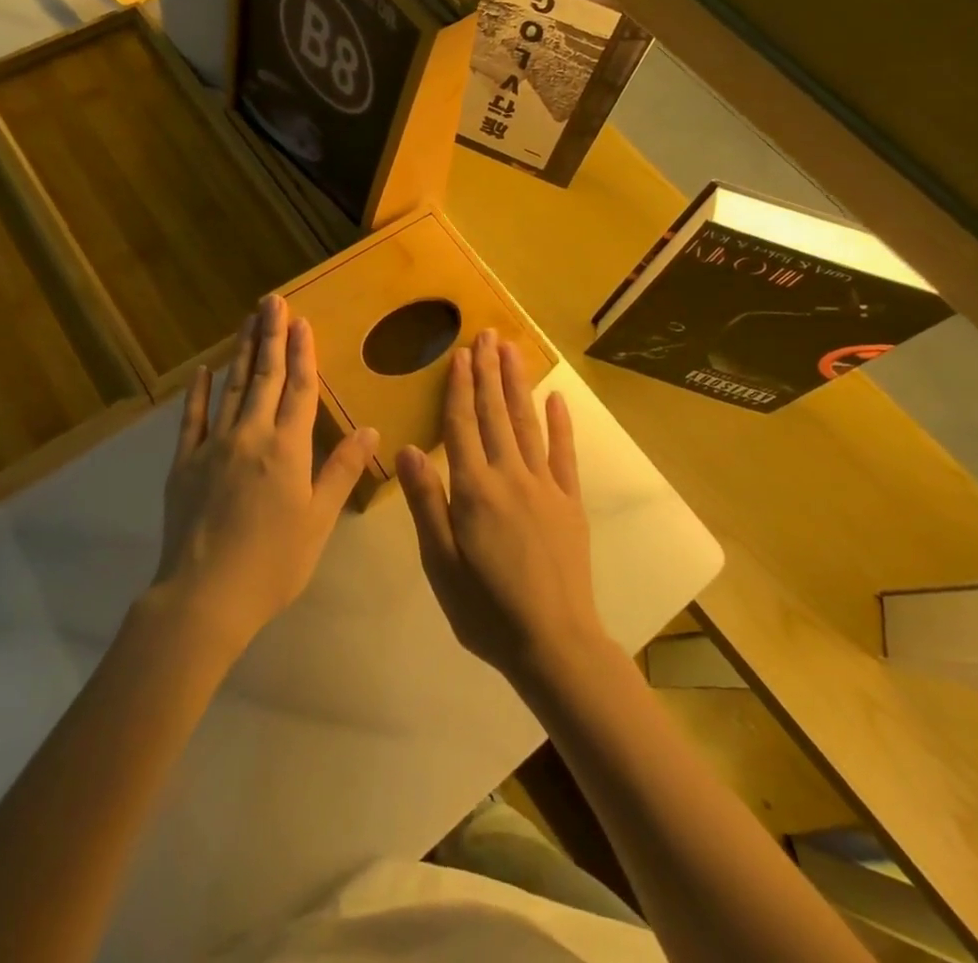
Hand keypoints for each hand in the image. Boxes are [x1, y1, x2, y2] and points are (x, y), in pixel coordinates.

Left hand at [152, 293, 379, 653]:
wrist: (205, 595)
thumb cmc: (273, 563)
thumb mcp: (318, 520)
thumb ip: (341, 470)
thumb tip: (371, 428)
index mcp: (287, 449)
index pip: (298, 389)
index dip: (301, 353)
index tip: (301, 321)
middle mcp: (250, 436)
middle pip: (263, 377)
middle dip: (270, 336)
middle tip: (272, 301)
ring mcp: (213, 446)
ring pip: (231, 388)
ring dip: (241, 352)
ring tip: (248, 320)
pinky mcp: (184, 462)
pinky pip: (192, 418)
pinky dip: (198, 392)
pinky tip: (203, 371)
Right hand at [396, 329, 607, 687]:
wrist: (554, 643)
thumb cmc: (486, 609)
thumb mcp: (440, 563)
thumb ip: (426, 502)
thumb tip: (407, 448)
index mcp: (474, 490)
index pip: (462, 426)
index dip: (460, 387)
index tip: (460, 353)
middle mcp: (510, 477)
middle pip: (495, 414)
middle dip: (489, 372)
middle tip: (487, 334)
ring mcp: (544, 486)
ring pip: (527, 424)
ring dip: (518, 384)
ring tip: (512, 350)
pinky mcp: (570, 502)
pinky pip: (564, 454)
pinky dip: (561, 424)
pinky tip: (556, 398)